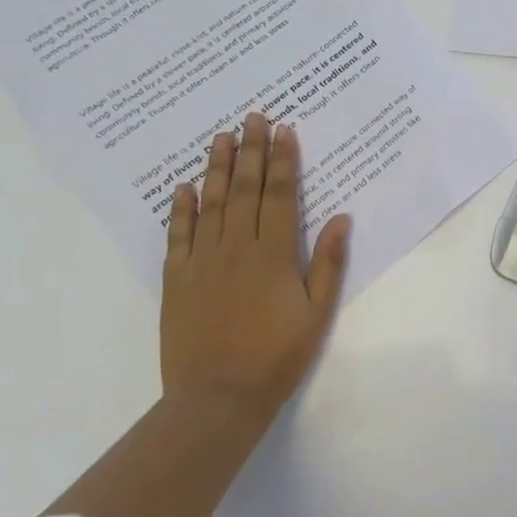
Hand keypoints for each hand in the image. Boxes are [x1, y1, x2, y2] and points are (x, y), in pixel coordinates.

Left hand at [161, 113, 350, 409]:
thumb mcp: (317, 313)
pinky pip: (178, 235)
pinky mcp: (176, 280)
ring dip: (217, 167)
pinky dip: (181, 208)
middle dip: (250, 150)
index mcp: (273, 254)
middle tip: (253, 117)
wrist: (217, 400)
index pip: (279, 195)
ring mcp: (202, 262)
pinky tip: (183, 186)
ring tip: (221, 136)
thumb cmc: (277, 356)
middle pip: (244, 189)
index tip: (284, 130)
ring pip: (211, 203)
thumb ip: (327, 262)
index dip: (282, 160)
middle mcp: (236, 248)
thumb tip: (340, 217)